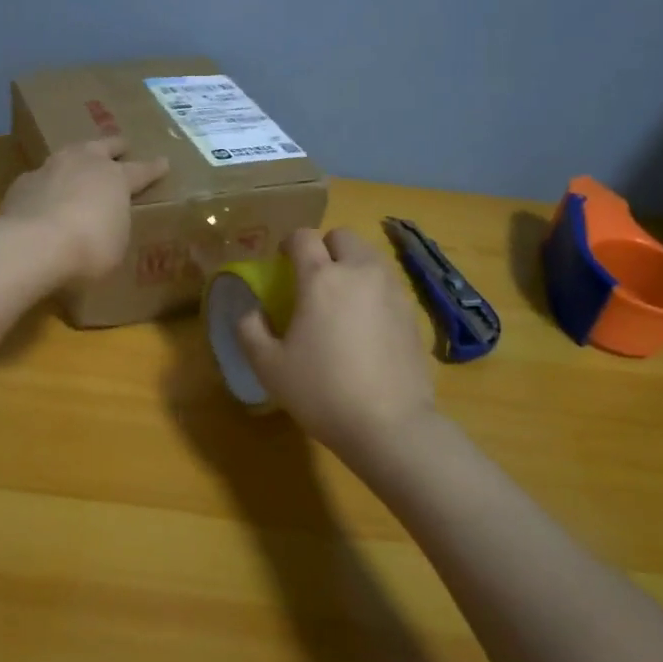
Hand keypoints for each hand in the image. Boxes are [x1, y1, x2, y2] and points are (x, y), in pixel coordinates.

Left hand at [0, 138, 168, 283]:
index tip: (164, 161)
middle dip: (116, 146)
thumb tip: (108, 225)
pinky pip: (41, 178)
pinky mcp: (23, 182)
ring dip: (77, 158)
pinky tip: (45, 195)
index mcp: (116, 178)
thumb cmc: (89, 248)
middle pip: (104, 146)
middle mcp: (85, 163)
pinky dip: (48, 185)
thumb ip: (115, 227)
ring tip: (79, 163)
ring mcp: (51, 168)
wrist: (33, 244)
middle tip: (122, 145)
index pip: (142, 170)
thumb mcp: (116, 245)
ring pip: (69, 154)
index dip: (154, 168)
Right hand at [235, 228, 436, 459]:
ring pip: (370, 256)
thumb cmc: (322, 392)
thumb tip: (251, 310)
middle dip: (325, 247)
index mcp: (321, 278)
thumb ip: (250, 330)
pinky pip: (388, 284)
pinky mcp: (412, 312)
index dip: (289, 243)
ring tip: (341, 298)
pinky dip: (373, 289)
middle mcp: (359, 272)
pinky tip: (366, 324)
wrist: (391, 425)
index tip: (282, 261)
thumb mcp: (269, 367)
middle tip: (313, 277)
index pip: (303, 237)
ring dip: (352, 265)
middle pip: (342, 236)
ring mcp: (392, 290)